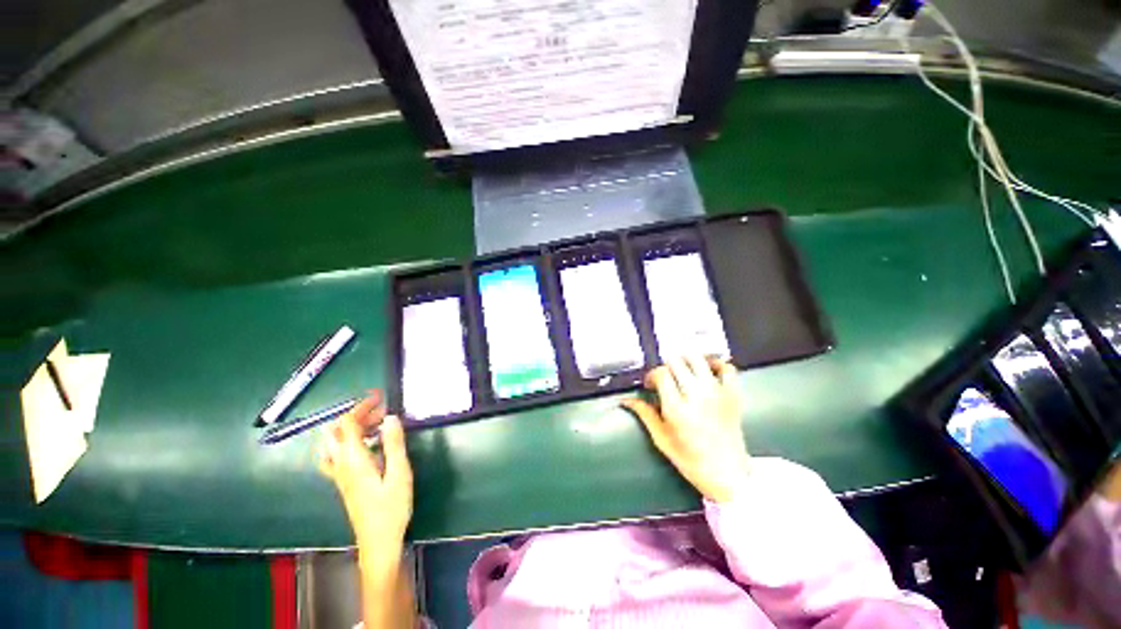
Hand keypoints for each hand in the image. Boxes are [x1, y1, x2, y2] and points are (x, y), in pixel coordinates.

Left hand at [319, 391, 413, 549]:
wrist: (379, 542)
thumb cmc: (391, 507)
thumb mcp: (399, 472)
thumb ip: (394, 443)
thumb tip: (391, 416)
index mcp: (353, 460)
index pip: (348, 424)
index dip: (361, 407)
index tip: (380, 397)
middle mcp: (341, 465)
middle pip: (338, 432)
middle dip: (357, 416)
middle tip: (382, 411)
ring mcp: (340, 475)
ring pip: (336, 443)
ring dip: (354, 428)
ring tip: (378, 424)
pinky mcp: (345, 483)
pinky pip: (339, 455)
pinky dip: (351, 442)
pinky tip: (369, 446)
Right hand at [622, 356, 749, 502]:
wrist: (728, 475)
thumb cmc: (691, 460)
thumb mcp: (661, 439)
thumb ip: (644, 414)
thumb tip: (626, 400)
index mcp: (677, 408)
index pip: (661, 373)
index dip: (652, 375)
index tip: (651, 384)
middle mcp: (697, 395)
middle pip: (677, 361)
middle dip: (666, 367)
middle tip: (666, 379)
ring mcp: (717, 393)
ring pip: (698, 358)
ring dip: (686, 360)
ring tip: (682, 370)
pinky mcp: (733, 395)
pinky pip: (727, 368)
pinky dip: (716, 364)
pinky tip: (707, 370)